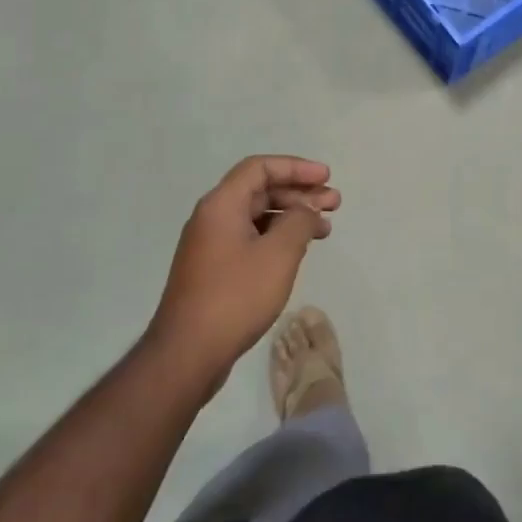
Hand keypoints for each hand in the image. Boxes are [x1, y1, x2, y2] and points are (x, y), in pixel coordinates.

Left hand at [148, 156, 339, 386]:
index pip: (260, 168)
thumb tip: (307, 208)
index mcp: (221, 205)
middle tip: (334, 204)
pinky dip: (277, 238)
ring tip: (325, 229)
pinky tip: (298, 252)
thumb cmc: (235, 296)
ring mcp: (211, 245)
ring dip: (292, 217)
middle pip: (260, 190)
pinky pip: (251, 239)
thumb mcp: (279, 254)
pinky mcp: (214, 270)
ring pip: (257, 216)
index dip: (296, 167)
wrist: (187, 354)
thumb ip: (299, 221)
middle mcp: (212, 218)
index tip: (326, 177)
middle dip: (299, 193)